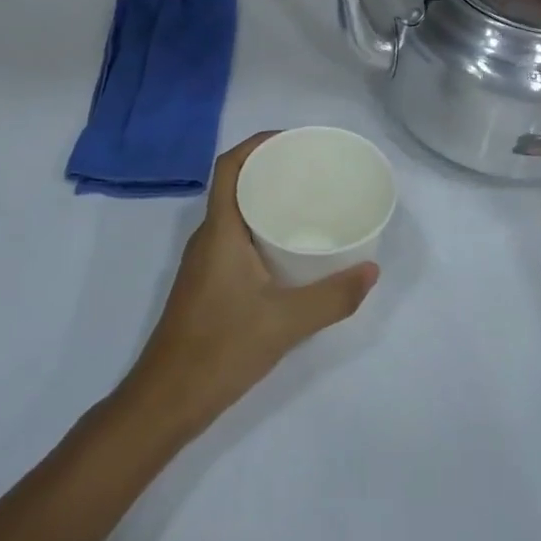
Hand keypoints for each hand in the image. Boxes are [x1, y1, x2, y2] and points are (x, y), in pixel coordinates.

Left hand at [122, 133, 378, 438]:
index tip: (292, 141)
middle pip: (234, 185)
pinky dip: (259, 229)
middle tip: (311, 171)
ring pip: (234, 214)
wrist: (167, 399)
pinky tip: (287, 249)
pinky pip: (234, 238)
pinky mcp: (206, 284)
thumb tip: (372, 270)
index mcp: (220, 231)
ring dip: (263, 200)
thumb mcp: (285, 323)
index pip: (229, 167)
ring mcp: (204, 262)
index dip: (256, 144)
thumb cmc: (221, 348)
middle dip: (268, 169)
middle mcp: (207, 237)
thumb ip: (332, 297)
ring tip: (306, 202)